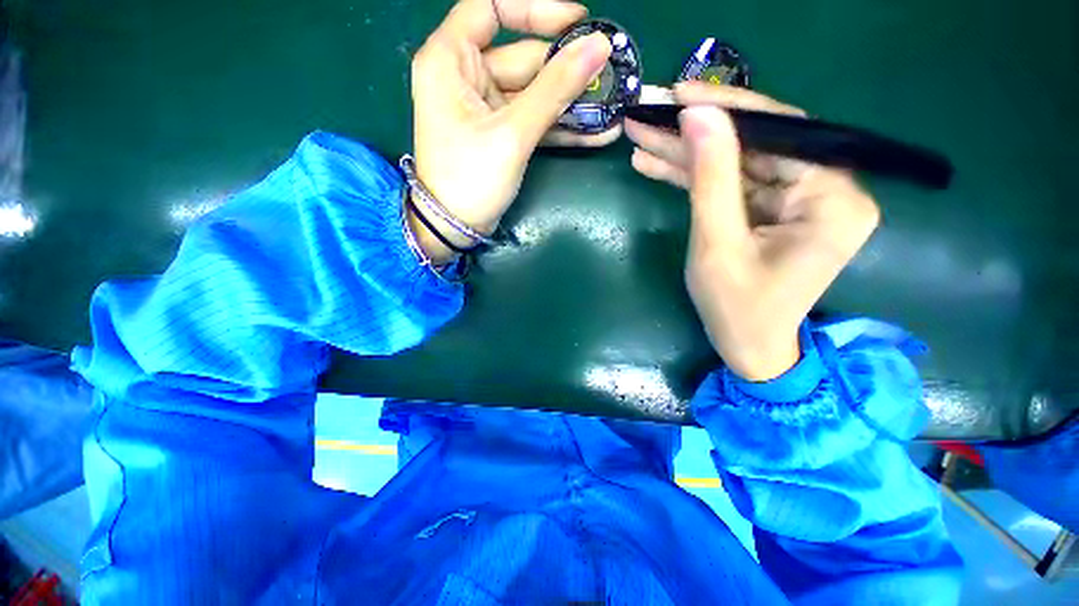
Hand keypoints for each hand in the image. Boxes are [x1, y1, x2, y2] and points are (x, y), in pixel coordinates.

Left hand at [409, 0, 618, 262]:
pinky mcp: (499, 133)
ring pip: (533, 93)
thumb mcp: (512, 133)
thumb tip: (598, 46)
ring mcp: (484, 107)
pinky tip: (595, 134)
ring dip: (571, 104)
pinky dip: (560, 127)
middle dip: (567, 71)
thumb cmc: (470, 178)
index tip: (579, 21)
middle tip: (611, 76)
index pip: (493, 6)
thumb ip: (554, 89)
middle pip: (523, 57)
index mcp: (451, 59)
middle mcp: (465, 75)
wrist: (454, 227)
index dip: (536, 9)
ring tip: (612, 108)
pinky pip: (532, 120)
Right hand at [626, 82, 879, 379]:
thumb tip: (698, 114)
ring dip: (686, 154)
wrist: (748, 348)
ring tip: (642, 138)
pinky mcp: (773, 211)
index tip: (678, 93)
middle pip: (754, 146)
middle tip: (650, 114)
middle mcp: (827, 190)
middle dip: (696, 133)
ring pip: (736, 164)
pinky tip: (656, 165)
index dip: (726, 110)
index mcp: (833, 199)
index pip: (779, 134)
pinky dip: (694, 178)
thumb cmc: (736, 307)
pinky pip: (732, 186)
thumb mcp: (717, 243)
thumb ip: (711, 178)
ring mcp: (798, 200)